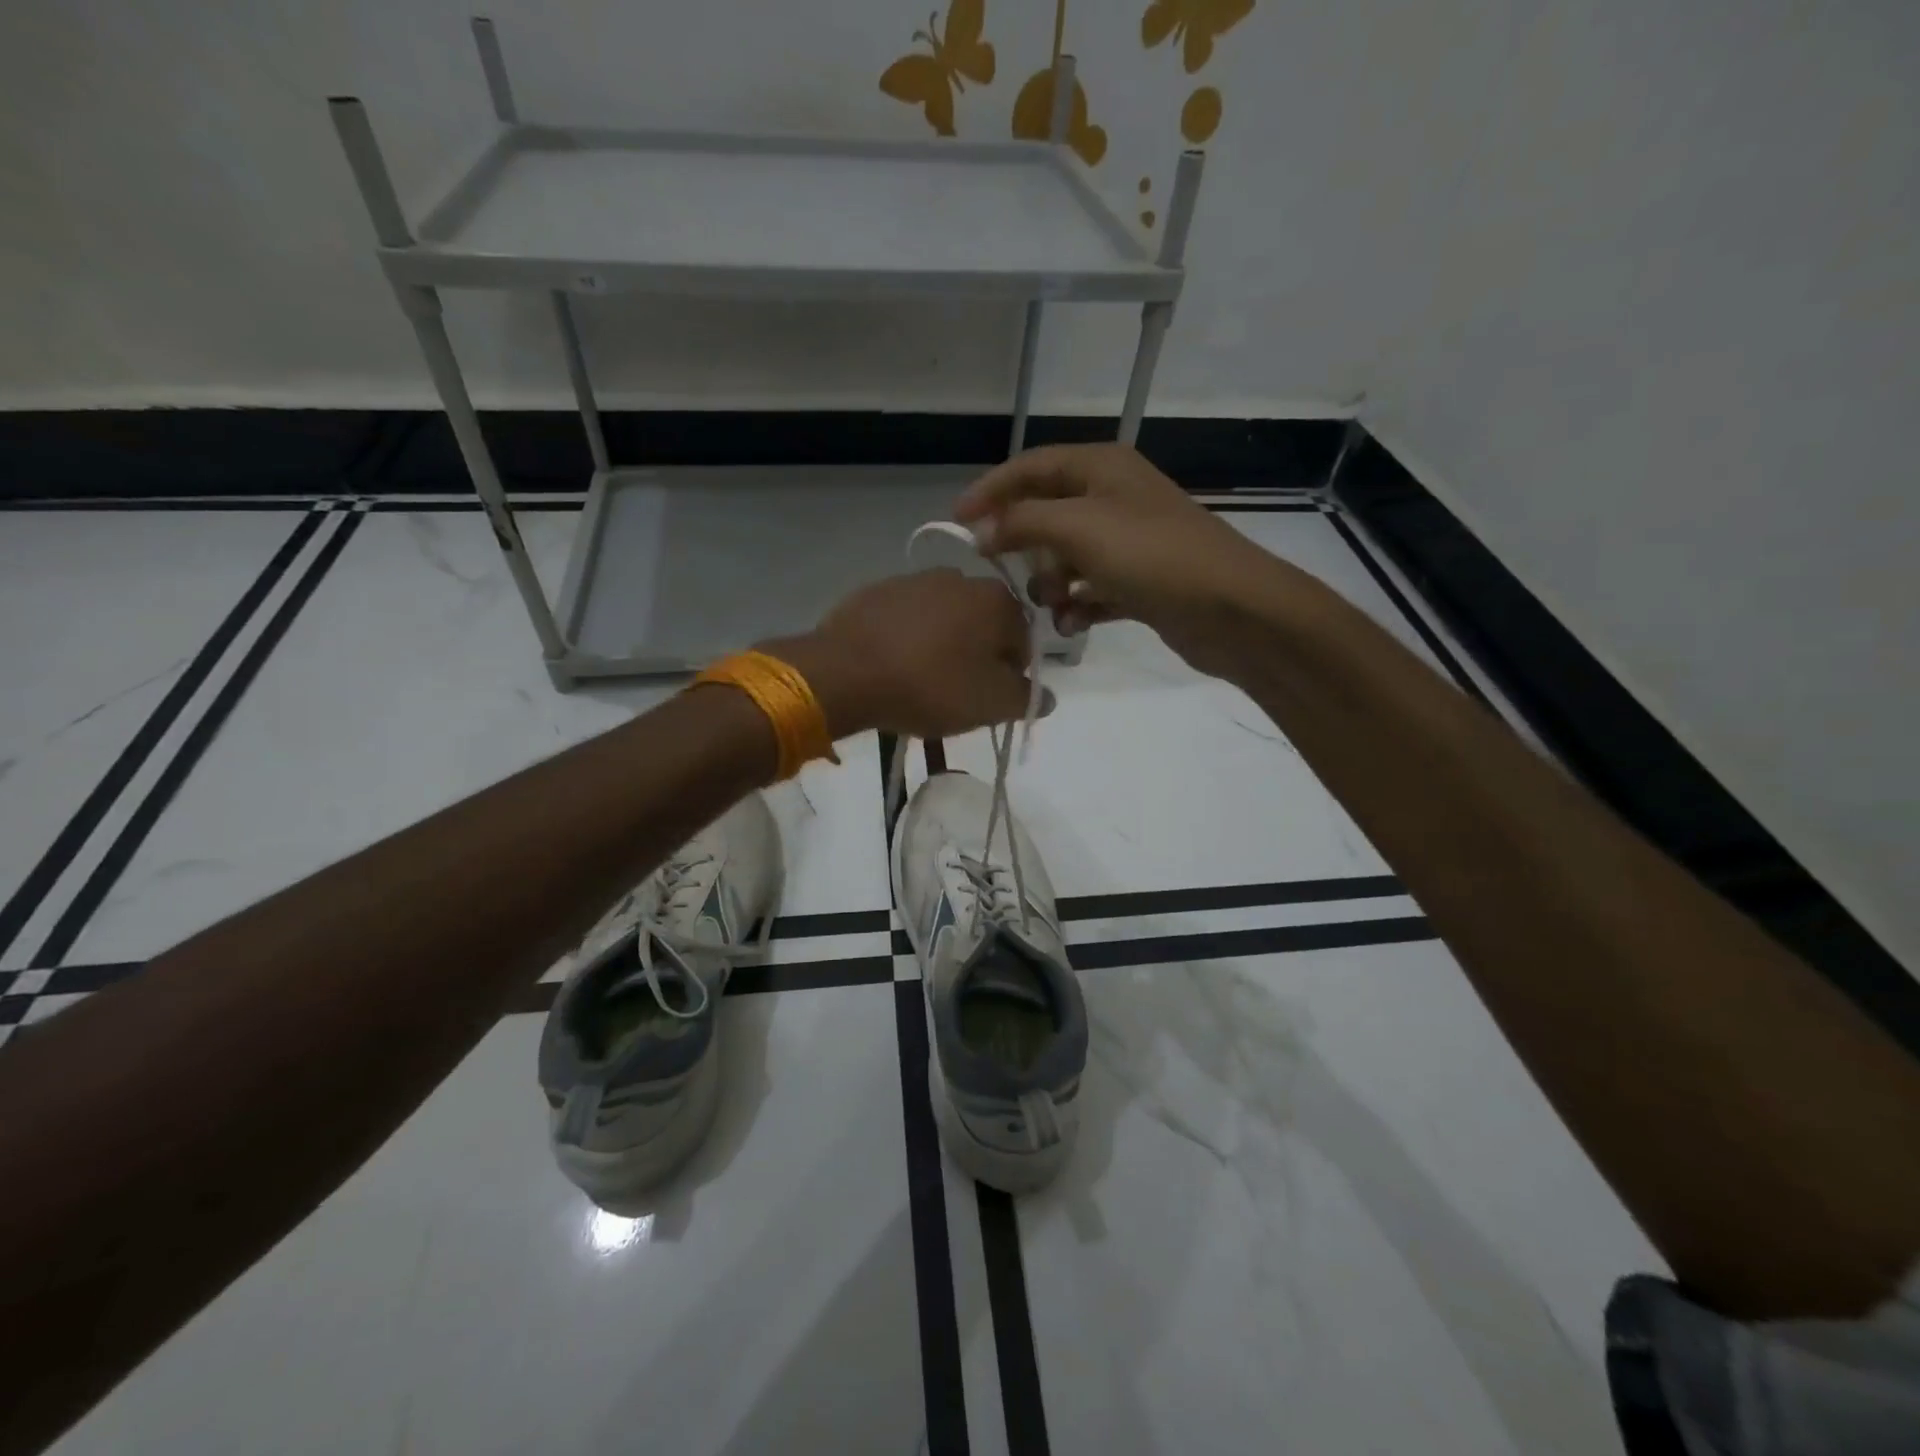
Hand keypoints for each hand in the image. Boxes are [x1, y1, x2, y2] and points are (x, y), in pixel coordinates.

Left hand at [767, 569, 1032, 738]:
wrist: (846, 672)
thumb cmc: (931, 686)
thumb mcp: (991, 704)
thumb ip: (1027, 698)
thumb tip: (1046, 695)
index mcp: (997, 600)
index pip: (1023, 641)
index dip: (1012, 674)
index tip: (989, 699)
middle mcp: (960, 577)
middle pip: (983, 626)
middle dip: (976, 657)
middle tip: (956, 693)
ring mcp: (913, 580)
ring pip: (943, 620)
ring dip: (941, 646)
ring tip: (920, 681)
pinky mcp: (875, 591)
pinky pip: (905, 619)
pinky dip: (906, 639)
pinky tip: (892, 666)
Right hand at [954, 443, 1290, 673]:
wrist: (1231, 608)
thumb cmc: (1152, 556)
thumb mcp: (1078, 529)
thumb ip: (1022, 523)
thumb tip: (980, 531)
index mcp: (1101, 468)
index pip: (1031, 466)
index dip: (991, 490)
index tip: (956, 523)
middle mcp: (1114, 497)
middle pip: (1048, 514)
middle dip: (1025, 547)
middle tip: (1004, 574)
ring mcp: (1129, 541)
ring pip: (1068, 557)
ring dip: (1051, 584)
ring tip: (1052, 606)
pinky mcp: (1140, 581)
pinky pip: (1092, 588)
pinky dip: (1078, 605)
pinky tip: (1073, 625)